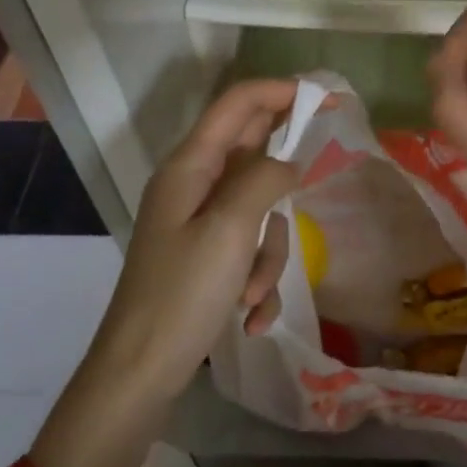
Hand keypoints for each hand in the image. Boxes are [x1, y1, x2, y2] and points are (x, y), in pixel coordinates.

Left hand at [85, 80, 300, 403]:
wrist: (138, 375)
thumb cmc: (182, 295)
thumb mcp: (230, 230)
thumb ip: (265, 179)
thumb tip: (290, 161)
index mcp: (190, 165)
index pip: (239, 103)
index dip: (282, 91)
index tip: (328, 101)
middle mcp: (194, 184)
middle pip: (252, 153)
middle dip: (283, 179)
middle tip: (316, 180)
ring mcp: (200, 222)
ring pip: (259, 209)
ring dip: (269, 251)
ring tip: (253, 293)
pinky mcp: (207, 256)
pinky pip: (249, 248)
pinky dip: (257, 278)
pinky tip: (252, 317)